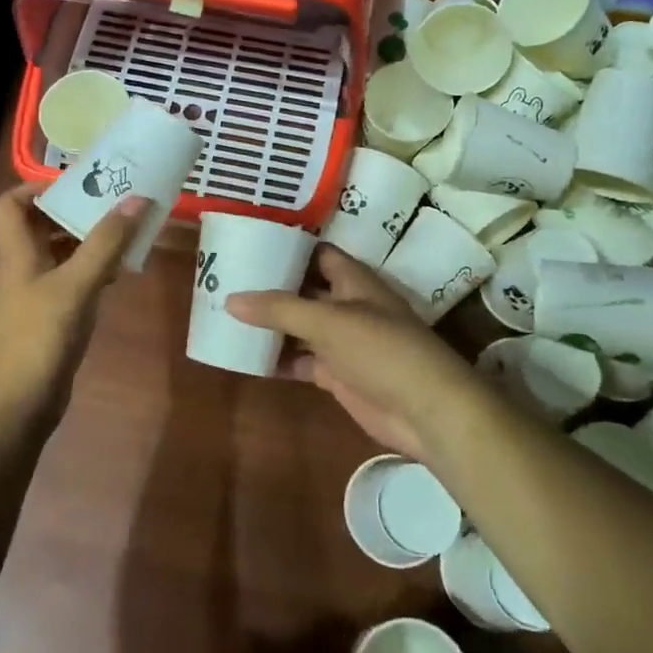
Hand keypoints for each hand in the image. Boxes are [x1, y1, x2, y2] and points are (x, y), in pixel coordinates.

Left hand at [0, 184, 147, 434]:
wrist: (16, 410)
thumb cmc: (38, 339)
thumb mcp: (75, 286)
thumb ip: (105, 244)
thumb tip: (136, 199)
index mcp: (17, 254)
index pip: (10, 204)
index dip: (35, 187)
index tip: (76, 182)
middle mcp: (22, 270)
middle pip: (39, 226)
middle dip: (74, 211)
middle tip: (113, 202)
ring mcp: (34, 297)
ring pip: (58, 255)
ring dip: (87, 241)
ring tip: (125, 232)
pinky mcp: (49, 321)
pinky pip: (70, 283)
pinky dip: (91, 272)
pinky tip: (118, 274)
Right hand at [226, 245, 488, 461]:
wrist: (425, 410)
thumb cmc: (381, 349)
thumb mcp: (328, 321)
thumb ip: (279, 309)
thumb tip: (230, 299)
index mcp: (352, 279)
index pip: (316, 252)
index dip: (287, 246)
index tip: (249, 242)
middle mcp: (347, 304)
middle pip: (303, 289)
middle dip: (271, 286)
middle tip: (227, 279)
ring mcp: (343, 341)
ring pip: (300, 326)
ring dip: (271, 324)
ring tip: (227, 315)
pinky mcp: (338, 374)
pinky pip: (301, 360)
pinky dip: (279, 359)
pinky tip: (247, 357)